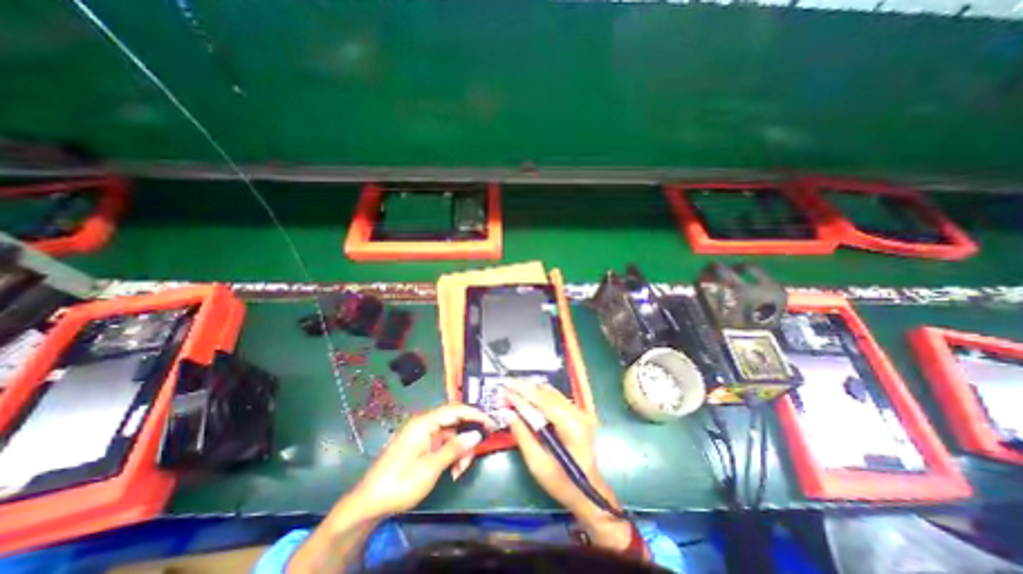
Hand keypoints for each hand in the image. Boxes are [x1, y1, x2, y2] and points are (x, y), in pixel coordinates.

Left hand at [353, 404, 495, 519]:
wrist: (369, 504)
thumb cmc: (399, 483)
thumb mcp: (430, 468)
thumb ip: (454, 448)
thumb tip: (476, 434)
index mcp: (424, 422)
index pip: (455, 410)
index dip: (475, 414)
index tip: (491, 423)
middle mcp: (425, 424)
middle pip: (455, 422)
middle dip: (467, 437)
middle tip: (475, 454)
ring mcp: (424, 435)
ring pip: (451, 435)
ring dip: (460, 450)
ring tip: (460, 470)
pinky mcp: (423, 445)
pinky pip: (444, 444)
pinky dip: (452, 455)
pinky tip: (453, 470)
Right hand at [502, 378, 636, 553]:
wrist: (589, 493)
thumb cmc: (562, 483)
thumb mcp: (537, 464)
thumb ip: (522, 435)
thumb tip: (507, 413)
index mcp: (571, 427)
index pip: (544, 401)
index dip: (522, 392)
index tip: (505, 388)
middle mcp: (578, 414)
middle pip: (548, 393)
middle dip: (525, 388)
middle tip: (506, 385)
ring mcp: (580, 412)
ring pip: (552, 393)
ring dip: (531, 389)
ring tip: (513, 388)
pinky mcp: (578, 413)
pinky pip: (556, 398)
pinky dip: (540, 395)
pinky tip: (527, 395)